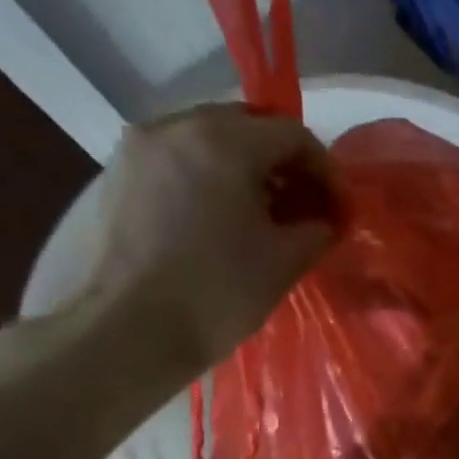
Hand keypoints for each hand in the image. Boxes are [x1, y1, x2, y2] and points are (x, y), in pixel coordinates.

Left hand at [75, 102, 333, 378]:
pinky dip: (211, 176)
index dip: (326, 171)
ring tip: (267, 213)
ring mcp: (140, 149)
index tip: (339, 209)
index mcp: (223, 141)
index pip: (293, 135)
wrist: (130, 332)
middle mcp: (176, 127)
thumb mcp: (287, 258)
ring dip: (248, 168)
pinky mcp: (119, 176)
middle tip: (306, 205)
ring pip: (211, 140)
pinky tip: (225, 217)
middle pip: (249, 127)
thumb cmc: (220, 290)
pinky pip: (180, 159)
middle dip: (285, 163)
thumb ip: (317, 227)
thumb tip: (324, 220)